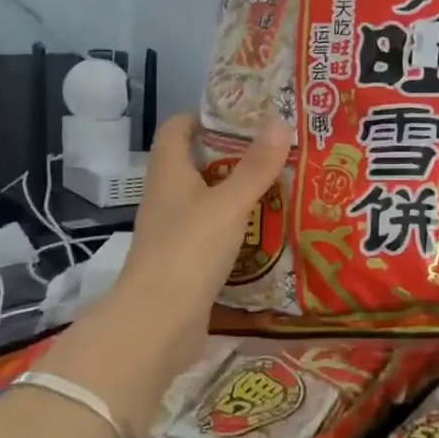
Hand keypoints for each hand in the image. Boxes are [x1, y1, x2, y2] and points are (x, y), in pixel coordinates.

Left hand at [105, 113, 288, 369]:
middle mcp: (167, 198)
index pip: (177, 129)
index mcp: (169, 173)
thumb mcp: (229, 203)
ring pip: (208, 200)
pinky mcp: (186, 261)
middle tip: (275, 149)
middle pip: (197, 163)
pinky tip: (268, 230)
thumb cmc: (189, 249)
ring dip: (238, 192)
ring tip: (280, 185)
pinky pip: (214, 232)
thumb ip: (256, 166)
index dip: (203, 115)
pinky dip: (238, 227)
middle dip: (233, 154)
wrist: (158, 322)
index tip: (242, 114)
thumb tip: (279, 121)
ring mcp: (175, 232)